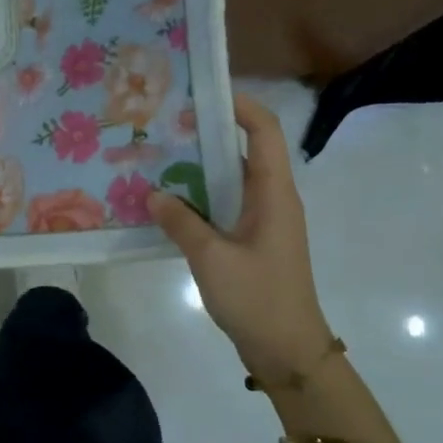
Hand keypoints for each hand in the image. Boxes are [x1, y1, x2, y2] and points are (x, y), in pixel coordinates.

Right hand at [148, 93, 332, 376]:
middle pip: (245, 149)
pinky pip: (225, 204)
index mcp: (274, 193)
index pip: (264, 131)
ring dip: (199, 166)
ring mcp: (263, 220)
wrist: (288, 351)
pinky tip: (167, 202)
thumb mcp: (211, 258)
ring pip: (232, 178)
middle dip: (208, 132)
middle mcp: (272, 198)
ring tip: (158, 156)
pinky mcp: (252, 240)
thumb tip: (154, 193)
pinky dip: (199, 196)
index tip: (201, 92)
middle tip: (164, 124)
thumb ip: (181, 222)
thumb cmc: (258, 298)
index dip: (239, 105)